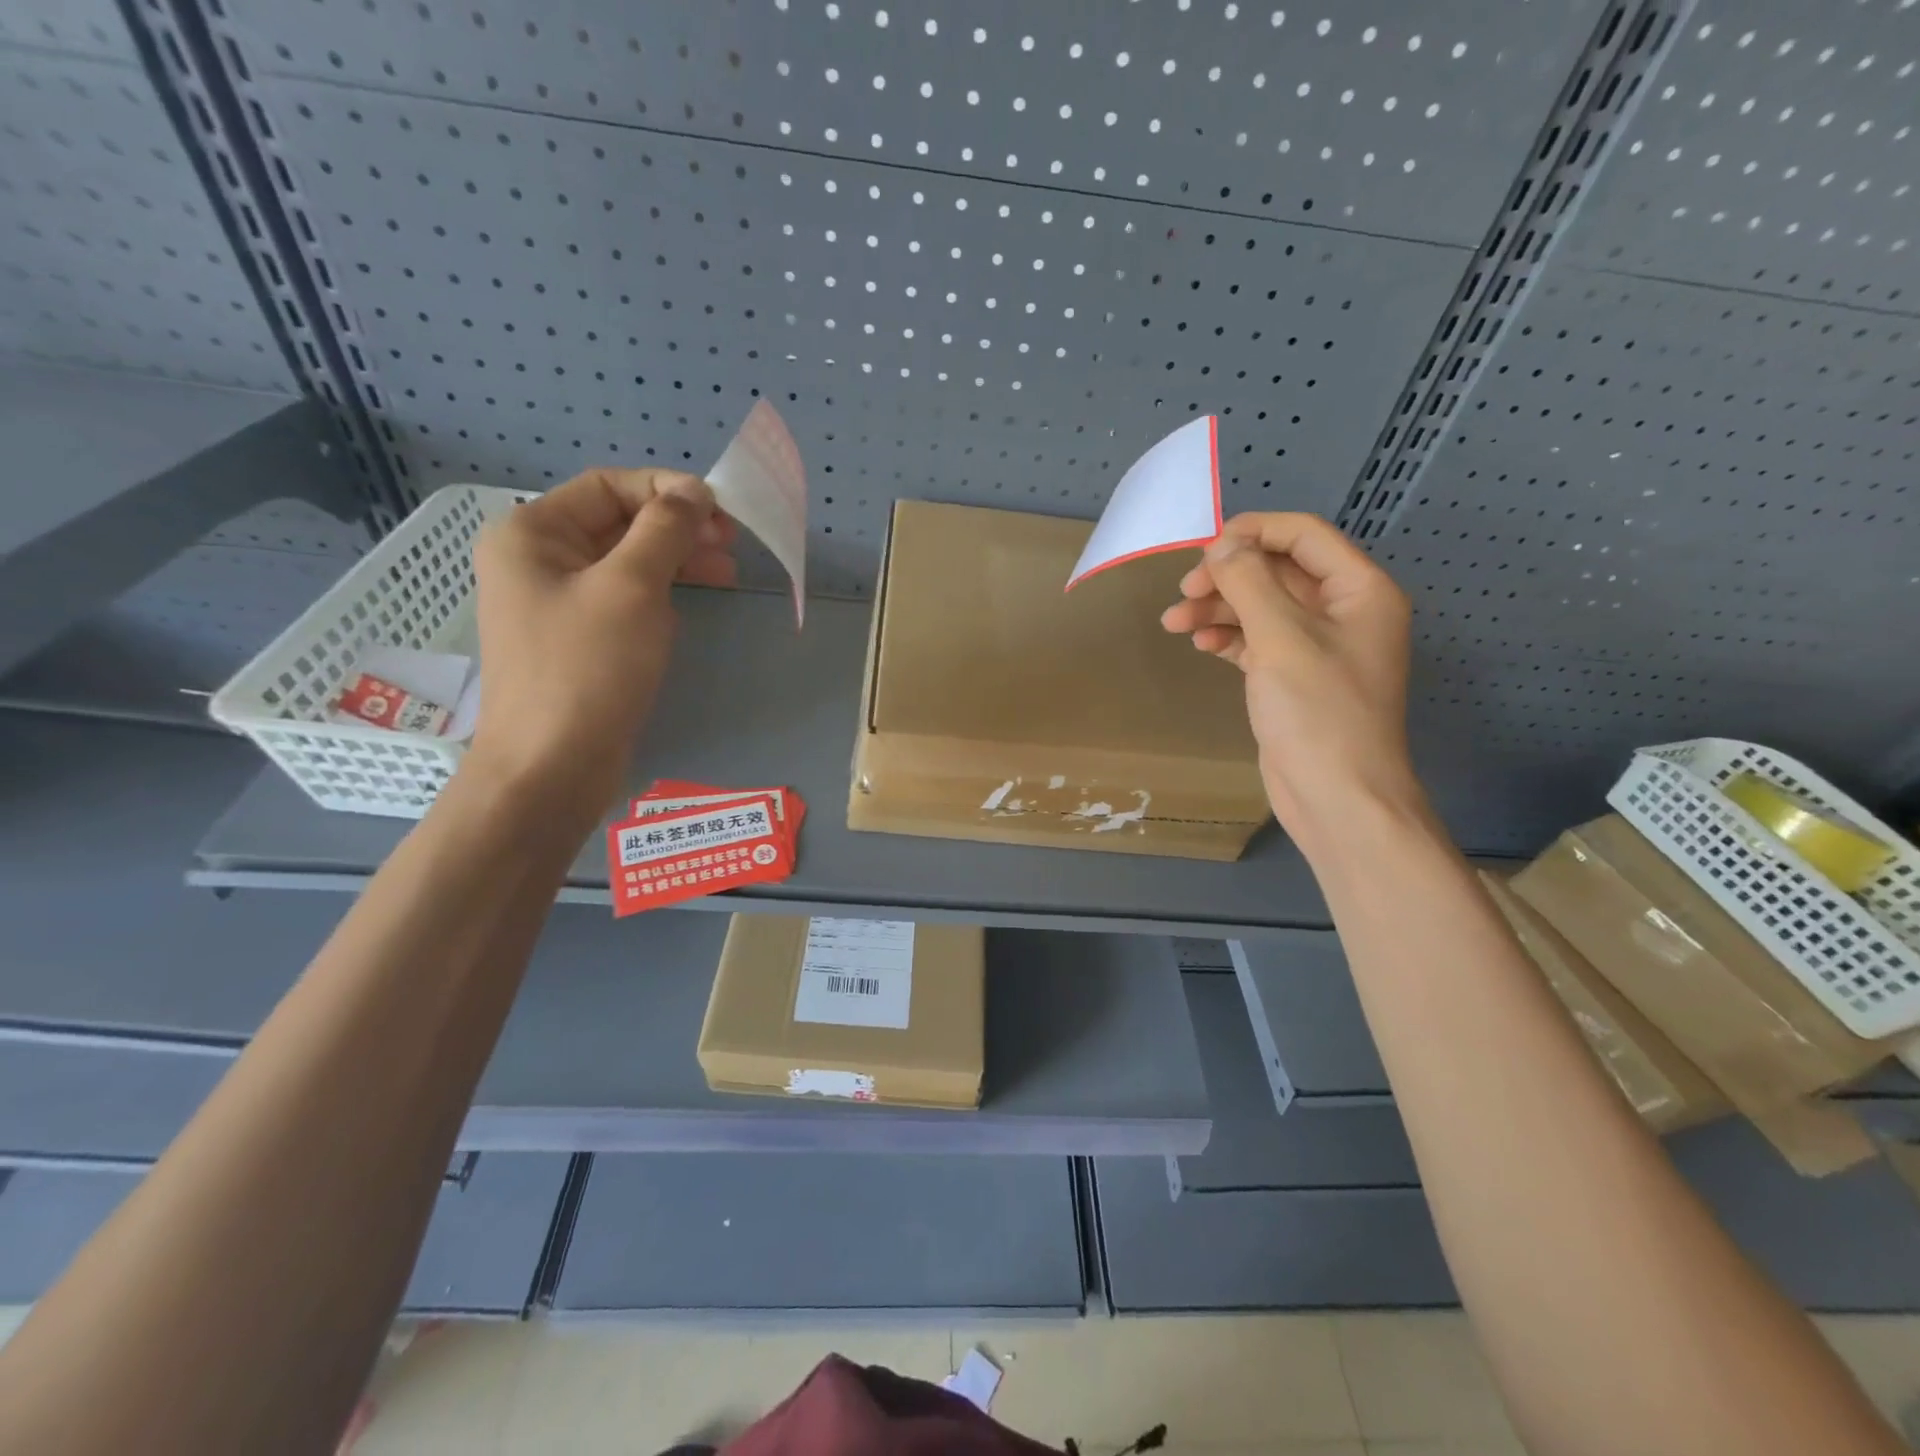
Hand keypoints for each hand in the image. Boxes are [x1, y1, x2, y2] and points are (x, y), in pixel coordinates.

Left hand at [468, 468, 735, 817]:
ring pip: (625, 563)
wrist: (552, 766)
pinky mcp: (577, 640)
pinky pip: (623, 599)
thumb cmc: (588, 667)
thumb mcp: (633, 588)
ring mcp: (556, 603)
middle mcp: (537, 561)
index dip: (667, 490)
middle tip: (731, 546)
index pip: (607, 486)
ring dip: (676, 561)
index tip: (720, 511)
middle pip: (618, 523)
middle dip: (677, 528)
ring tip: (728, 575)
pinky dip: (660, 595)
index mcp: (532, 534)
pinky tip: (690, 606)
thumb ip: (665, 530)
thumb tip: (694, 492)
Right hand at [1161, 512, 1422, 848]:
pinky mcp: (1294, 677)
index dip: (1253, 533)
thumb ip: (1249, 583)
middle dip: (1227, 577)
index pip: (1304, 536)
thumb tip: (1221, 544)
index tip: (1204, 550)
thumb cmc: (1318, 713)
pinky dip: (1229, 637)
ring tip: (1174, 623)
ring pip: (1262, 608)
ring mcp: (1318, 646)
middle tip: (1184, 593)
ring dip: (1219, 609)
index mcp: (1359, 590)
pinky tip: (1201, 644)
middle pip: (1278, 572)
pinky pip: (1258, 641)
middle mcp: (1343, 611)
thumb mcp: (1281, 639)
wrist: (1337, 797)